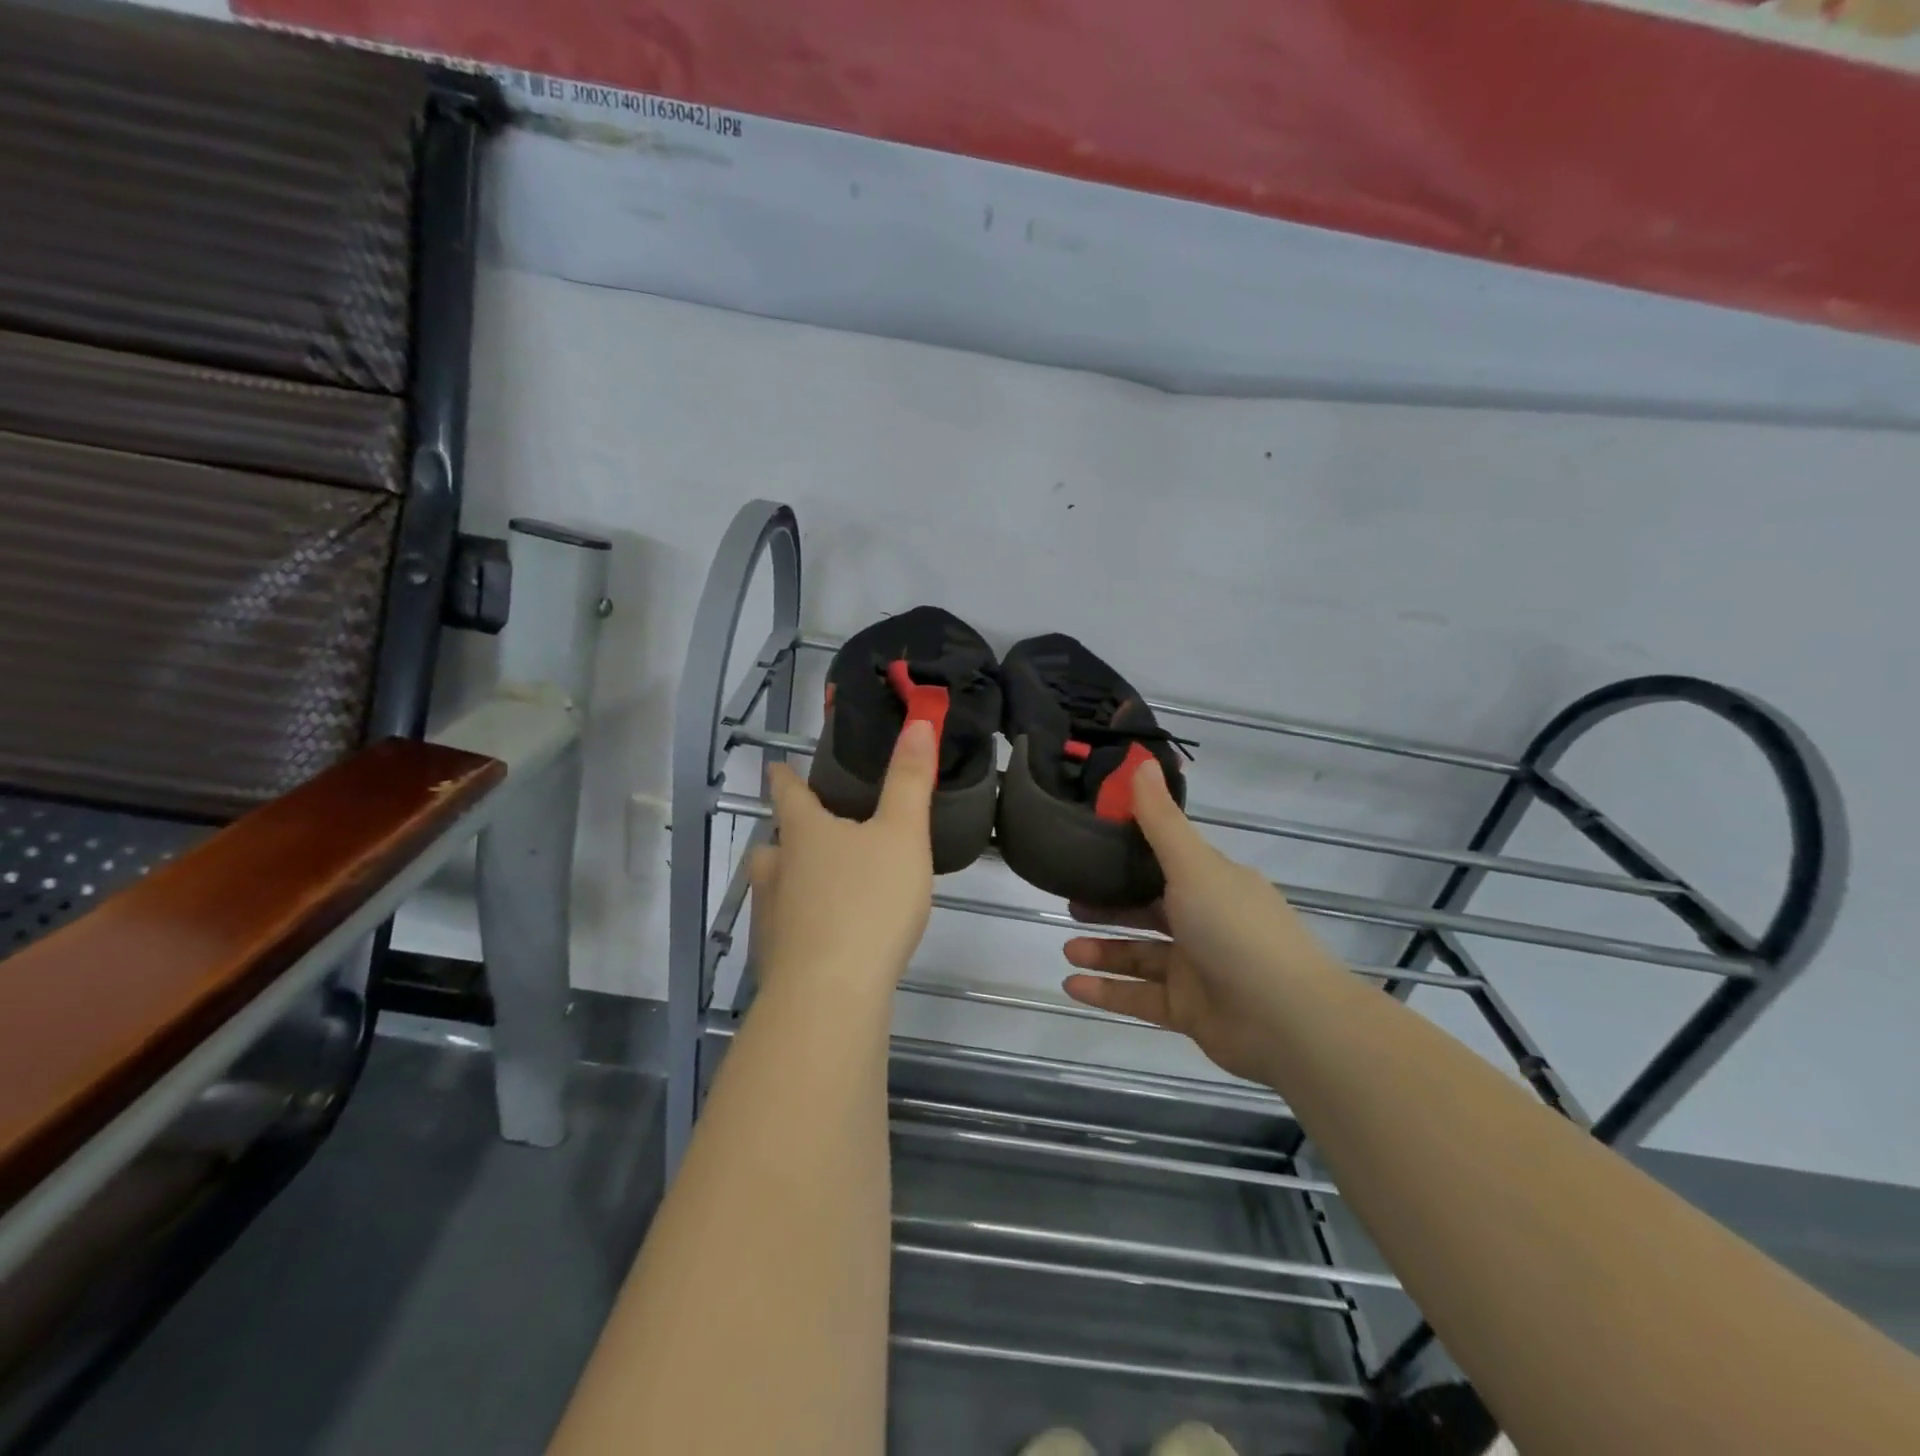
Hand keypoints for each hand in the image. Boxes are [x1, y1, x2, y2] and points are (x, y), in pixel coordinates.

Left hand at [749, 719, 937, 1000]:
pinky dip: (800, 924)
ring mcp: (769, 916)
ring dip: (790, 880)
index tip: (776, 765)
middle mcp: (776, 869)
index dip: (784, 776)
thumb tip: (917, 722)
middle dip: (788, 836)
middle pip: (774, 843)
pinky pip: (785, 929)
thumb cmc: (869, 902)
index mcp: (805, 833)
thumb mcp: (902, 835)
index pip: (789, 794)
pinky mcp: (773, 959)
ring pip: (774, 886)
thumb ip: (910, 781)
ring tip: (820, 887)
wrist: (830, 993)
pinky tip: (825, 939)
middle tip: (811, 835)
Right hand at [1061, 759, 1345, 1084]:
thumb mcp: (1193, 866)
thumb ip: (1160, 820)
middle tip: (1070, 901)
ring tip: (1067, 948)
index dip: (1127, 854)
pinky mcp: (1189, 1009)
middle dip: (1108, 906)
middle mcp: (1204, 922)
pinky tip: (1071, 986)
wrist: (1288, 1019)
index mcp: (1211, 883)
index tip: (1088, 846)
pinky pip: (1140, 996)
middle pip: (1147, 909)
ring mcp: (1197, 968)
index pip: (1164, 861)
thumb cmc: (1236, 929)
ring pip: (1140, 955)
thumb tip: (1141, 761)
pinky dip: (1108, 991)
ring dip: (1103, 951)